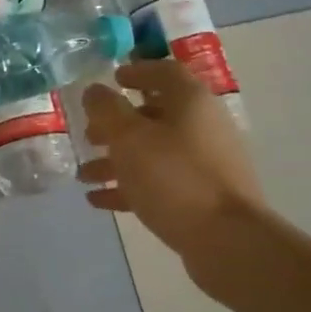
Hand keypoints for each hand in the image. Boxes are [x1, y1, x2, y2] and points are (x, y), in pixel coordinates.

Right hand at [79, 60, 264, 277]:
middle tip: (88, 134)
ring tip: (84, 174)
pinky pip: (158, 183)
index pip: (164, 72)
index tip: (111, 78)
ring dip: (116, 160)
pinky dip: (129, 187)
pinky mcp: (201, 196)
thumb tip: (94, 90)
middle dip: (117, 124)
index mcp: (190, 102)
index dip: (136, 71)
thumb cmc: (174, 177)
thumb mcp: (129, 138)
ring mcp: (204, 163)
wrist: (227, 240)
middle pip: (155, 115)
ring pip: (153, 152)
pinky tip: (98, 199)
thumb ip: (107, 110)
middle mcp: (202, 126)